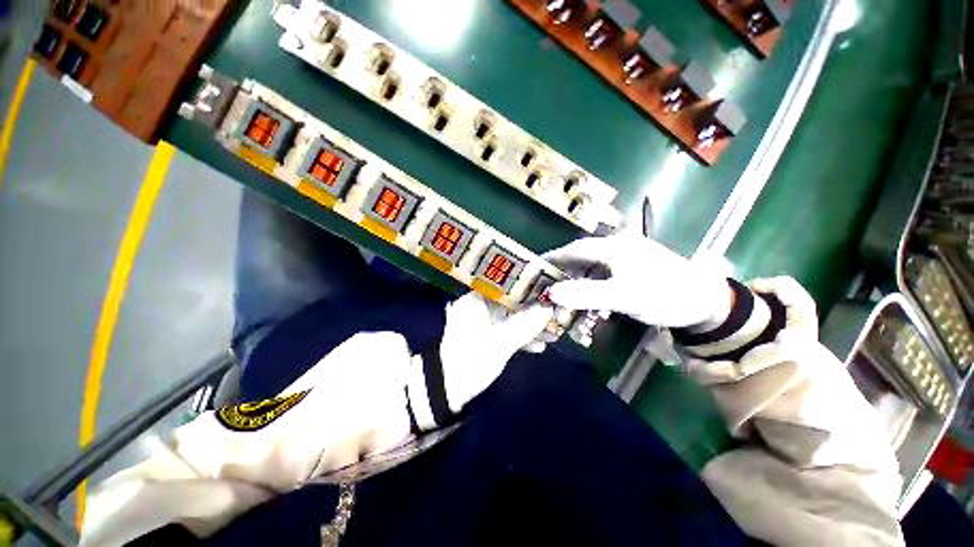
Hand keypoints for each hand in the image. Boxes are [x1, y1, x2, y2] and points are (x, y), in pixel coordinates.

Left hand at [439, 292, 553, 412]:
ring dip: (528, 326)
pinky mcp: (482, 334)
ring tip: (551, 335)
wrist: (447, 390)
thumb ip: (526, 325)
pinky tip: (537, 346)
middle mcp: (476, 305)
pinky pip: (504, 328)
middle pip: (510, 302)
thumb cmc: (472, 362)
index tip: (547, 294)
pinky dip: (518, 335)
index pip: (505, 285)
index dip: (527, 288)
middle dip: (532, 311)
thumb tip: (549, 308)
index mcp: (475, 300)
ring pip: (509, 317)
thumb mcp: (501, 344)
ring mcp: (479, 320)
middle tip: (554, 317)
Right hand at [544, 234, 731, 327]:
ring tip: (565, 287)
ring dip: (578, 275)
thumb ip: (585, 294)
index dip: (554, 257)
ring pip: (593, 262)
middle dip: (564, 267)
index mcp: (613, 247)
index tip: (537, 266)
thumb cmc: (663, 295)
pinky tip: (590, 290)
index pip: (574, 249)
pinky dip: (592, 279)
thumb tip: (551, 293)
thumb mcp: (622, 296)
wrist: (706, 301)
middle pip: (582, 254)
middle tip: (548, 281)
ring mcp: (628, 254)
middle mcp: (618, 245)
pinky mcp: (635, 264)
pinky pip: (605, 269)